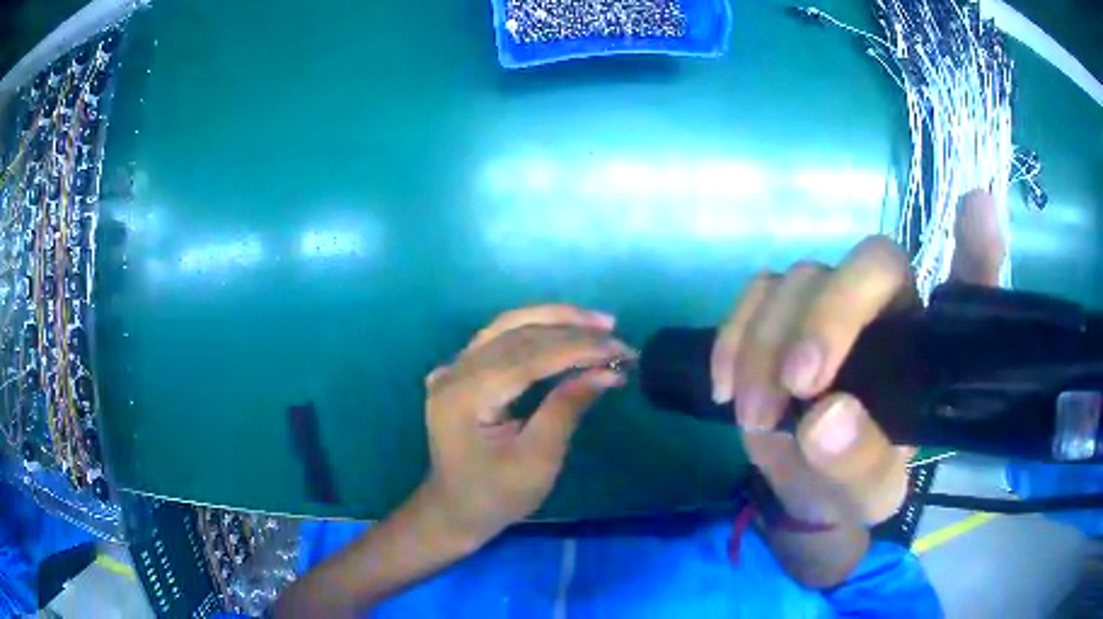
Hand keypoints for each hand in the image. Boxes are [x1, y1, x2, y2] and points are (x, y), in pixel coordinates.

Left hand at [420, 305, 633, 545]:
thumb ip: (566, 410)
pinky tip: (564, 331)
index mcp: (465, 395)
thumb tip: (606, 373)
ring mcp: (454, 368)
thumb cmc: (496, 495)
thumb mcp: (537, 461)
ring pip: (508, 326)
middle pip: (516, 333)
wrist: (455, 510)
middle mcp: (454, 371)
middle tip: (616, 335)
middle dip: (571, 331)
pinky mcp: (462, 371)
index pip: (527, 357)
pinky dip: (537, 331)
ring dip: (555, 320)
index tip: (620, 350)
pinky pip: (500, 338)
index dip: (577, 349)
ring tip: (598, 324)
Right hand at [711, 190, 1005, 524]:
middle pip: (873, 261)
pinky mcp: (784, 311)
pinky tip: (726, 389)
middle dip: (833, 315)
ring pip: (802, 278)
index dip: (977, 243)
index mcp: (932, 345)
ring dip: (770, 345)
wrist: (801, 486)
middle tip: (801, 385)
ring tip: (758, 417)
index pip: (970, 280)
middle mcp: (892, 306)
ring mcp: (834, 302)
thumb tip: (825, 418)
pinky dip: (734, 337)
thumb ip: (859, 464)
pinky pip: (754, 294)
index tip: (977, 207)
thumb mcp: (868, 494)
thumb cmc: (854, 484)